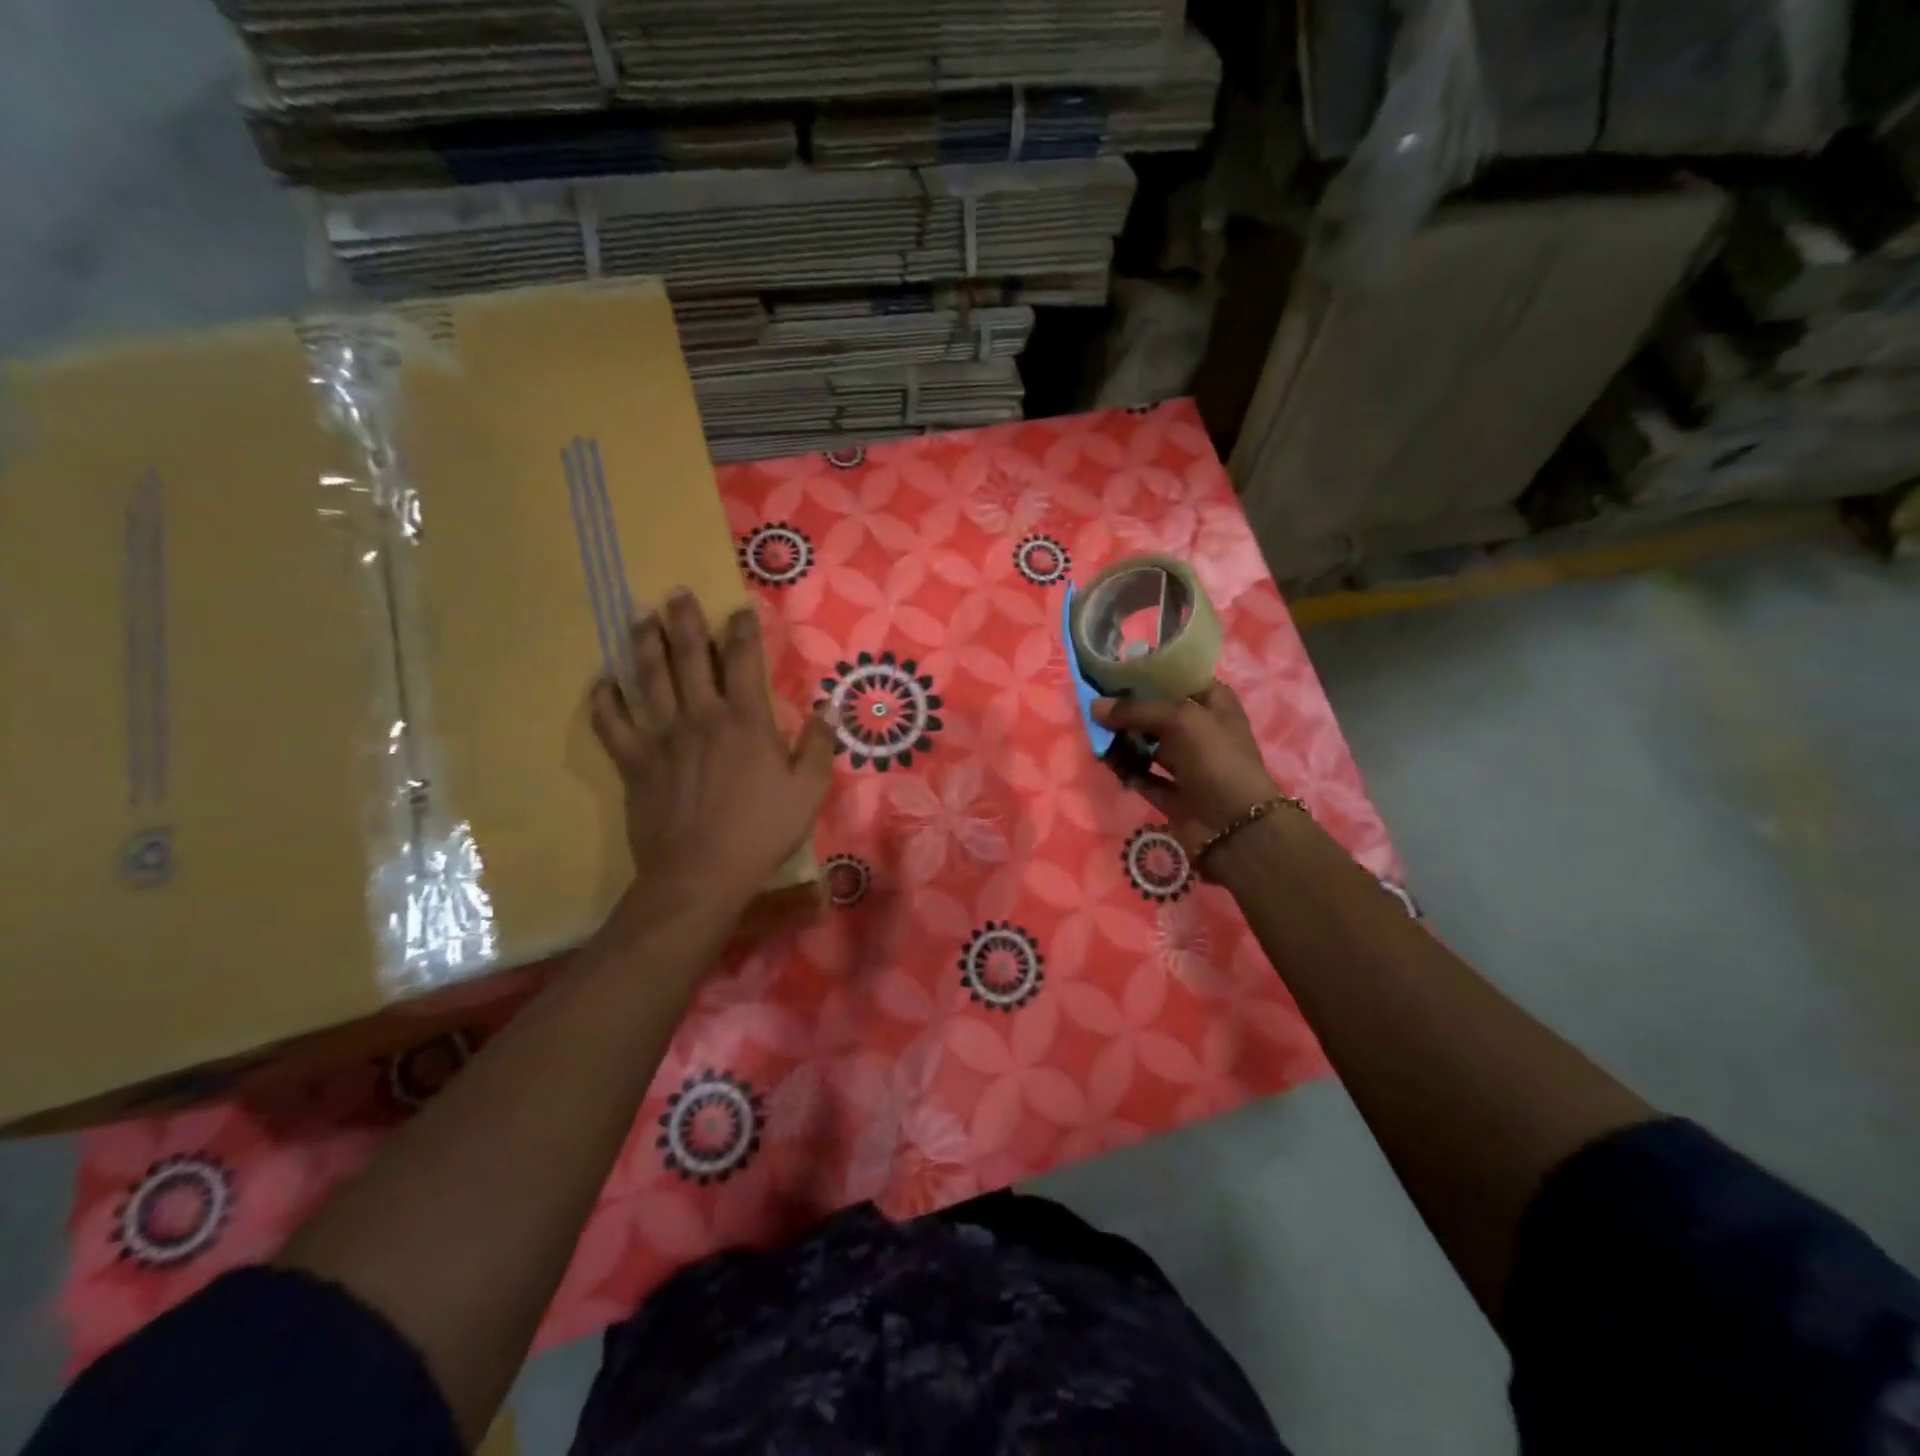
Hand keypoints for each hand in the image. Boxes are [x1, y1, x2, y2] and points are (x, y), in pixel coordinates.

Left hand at [590, 590, 834, 917]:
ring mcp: (660, 735)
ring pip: (647, 677)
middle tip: (677, 593)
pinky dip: (604, 699)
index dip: (742, 629)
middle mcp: (699, 715)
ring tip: (640, 617)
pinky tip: (603, 683)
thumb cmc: (760, 831)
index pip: (743, 659)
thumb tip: (829, 707)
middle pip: (688, 655)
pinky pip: (610, 722)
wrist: (700, 873)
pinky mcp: (632, 761)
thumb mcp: (807, 790)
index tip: (740, 609)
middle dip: (684, 620)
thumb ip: (817, 744)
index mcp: (744, 720)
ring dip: (644, 643)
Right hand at [1094, 683, 1284, 856]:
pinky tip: (1106, 760)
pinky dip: (1126, 769)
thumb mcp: (1180, 719)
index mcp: (1214, 704)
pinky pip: (1142, 776)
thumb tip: (1094, 706)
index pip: (1179, 680)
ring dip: (1123, 739)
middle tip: (1095, 702)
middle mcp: (1200, 731)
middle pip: (1158, 712)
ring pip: (1148, 744)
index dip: (1149, 674)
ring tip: (1095, 732)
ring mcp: (1187, 764)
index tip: (1114, 671)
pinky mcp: (1172, 794)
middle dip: (1129, 708)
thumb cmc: (1215, 758)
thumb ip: (1135, 710)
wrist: (1234, 826)